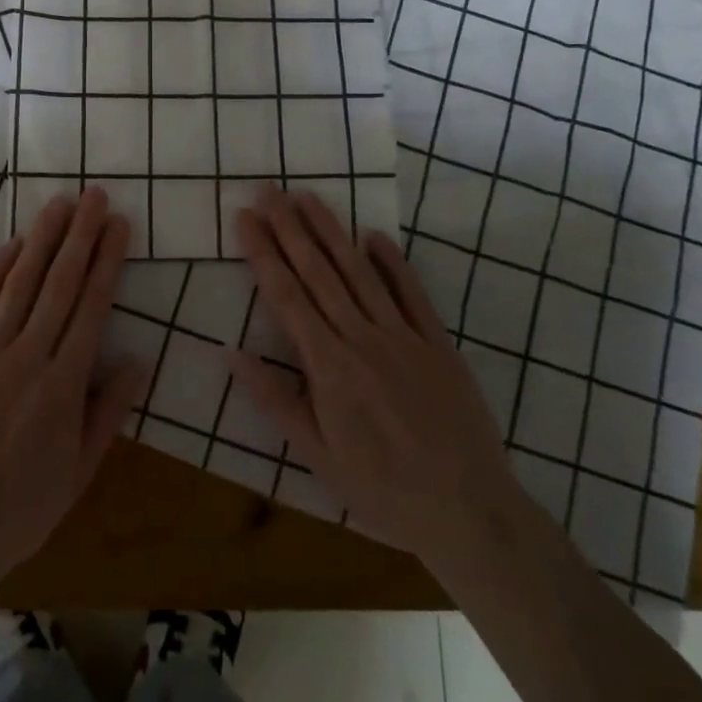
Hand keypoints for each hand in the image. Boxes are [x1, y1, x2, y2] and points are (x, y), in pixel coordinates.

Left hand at [0, 187, 140, 590]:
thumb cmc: (21, 508)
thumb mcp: (79, 470)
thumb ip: (107, 411)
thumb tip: (136, 360)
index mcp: (63, 384)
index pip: (91, 307)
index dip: (107, 262)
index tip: (119, 225)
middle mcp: (27, 357)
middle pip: (59, 284)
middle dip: (80, 236)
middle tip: (95, 196)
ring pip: (19, 284)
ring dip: (41, 240)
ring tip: (59, 205)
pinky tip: (12, 247)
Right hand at [232, 186, 519, 572]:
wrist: (469, 512)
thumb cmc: (381, 489)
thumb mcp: (317, 455)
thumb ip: (275, 400)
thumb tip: (231, 353)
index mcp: (328, 365)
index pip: (286, 296)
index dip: (263, 253)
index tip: (245, 217)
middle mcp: (362, 338)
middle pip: (319, 272)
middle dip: (289, 227)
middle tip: (269, 189)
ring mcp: (404, 337)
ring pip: (360, 273)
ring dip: (331, 232)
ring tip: (308, 197)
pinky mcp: (438, 344)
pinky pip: (412, 294)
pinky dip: (393, 262)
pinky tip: (374, 235)